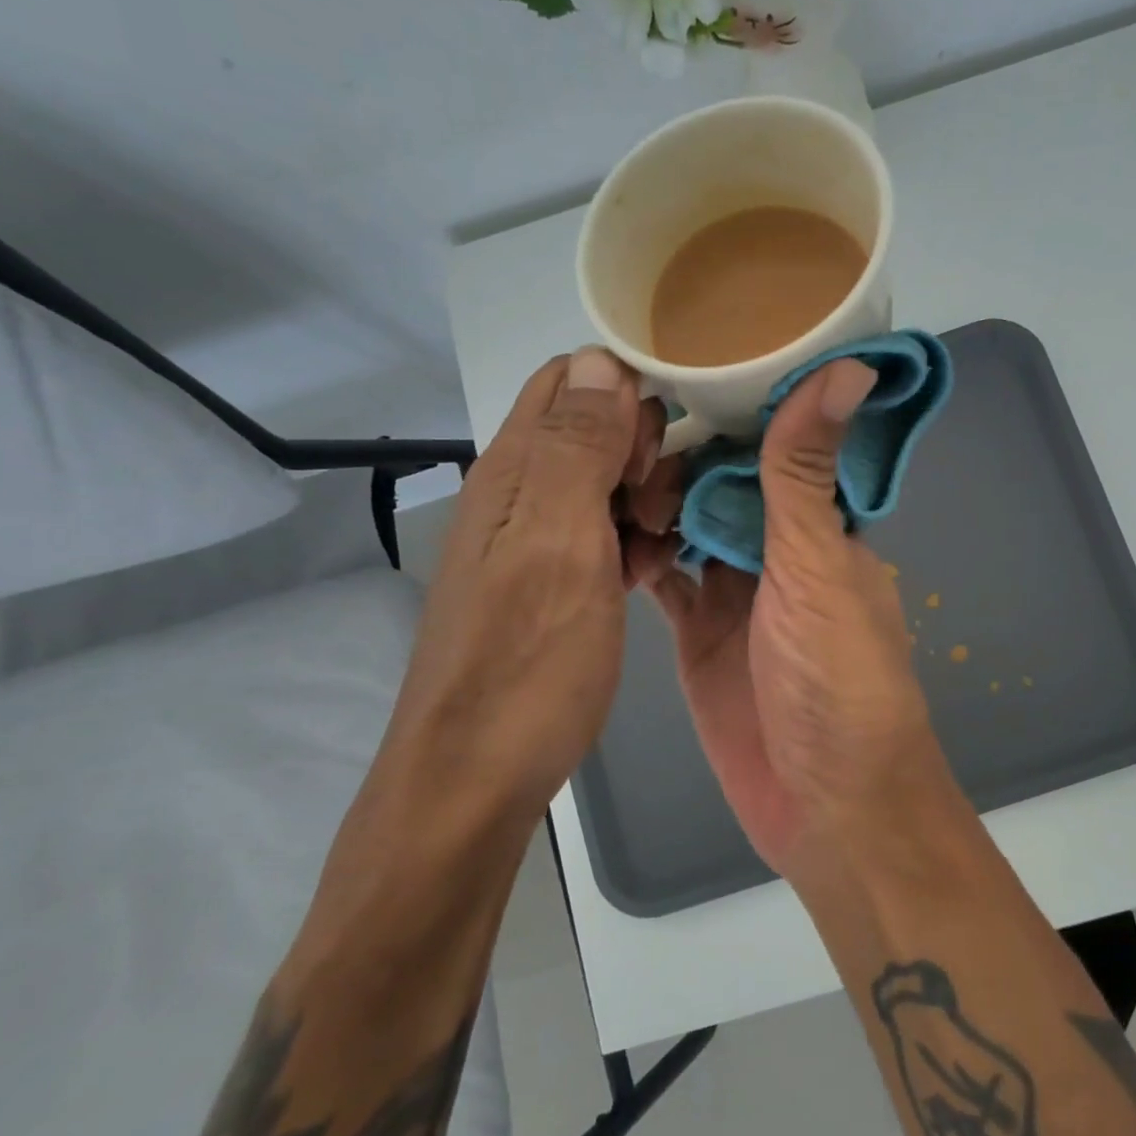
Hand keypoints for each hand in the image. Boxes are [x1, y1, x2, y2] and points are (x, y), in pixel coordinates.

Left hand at [383, 347, 670, 821]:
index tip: (658, 451)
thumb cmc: (527, 661)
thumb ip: (578, 449)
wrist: (476, 778)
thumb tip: (602, 357)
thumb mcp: (560, 544)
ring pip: (607, 484)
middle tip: (658, 510)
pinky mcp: (554, 583)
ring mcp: (537, 541)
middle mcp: (521, 493)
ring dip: (646, 502)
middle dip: (643, 452)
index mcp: (514, 469)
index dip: (625, 396)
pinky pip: (606, 535)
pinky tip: (650, 576)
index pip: (571, 380)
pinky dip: (637, 543)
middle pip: (594, 429)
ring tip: (659, 550)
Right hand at [640, 360, 943, 875]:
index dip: (739, 408)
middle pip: (727, 484)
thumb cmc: (835, 679)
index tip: (684, 363)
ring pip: (690, 527)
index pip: (780, 448)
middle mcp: (781, 554)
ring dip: (656, 500)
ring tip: (605, 462)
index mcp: (822, 529)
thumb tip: (850, 366)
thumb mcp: (817, 565)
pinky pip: (664, 581)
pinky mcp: (699, 636)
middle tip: (623, 417)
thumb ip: (809, 472)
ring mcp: (737, 596)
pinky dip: (639, 555)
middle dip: (684, 454)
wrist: (826, 805)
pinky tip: (599, 527)